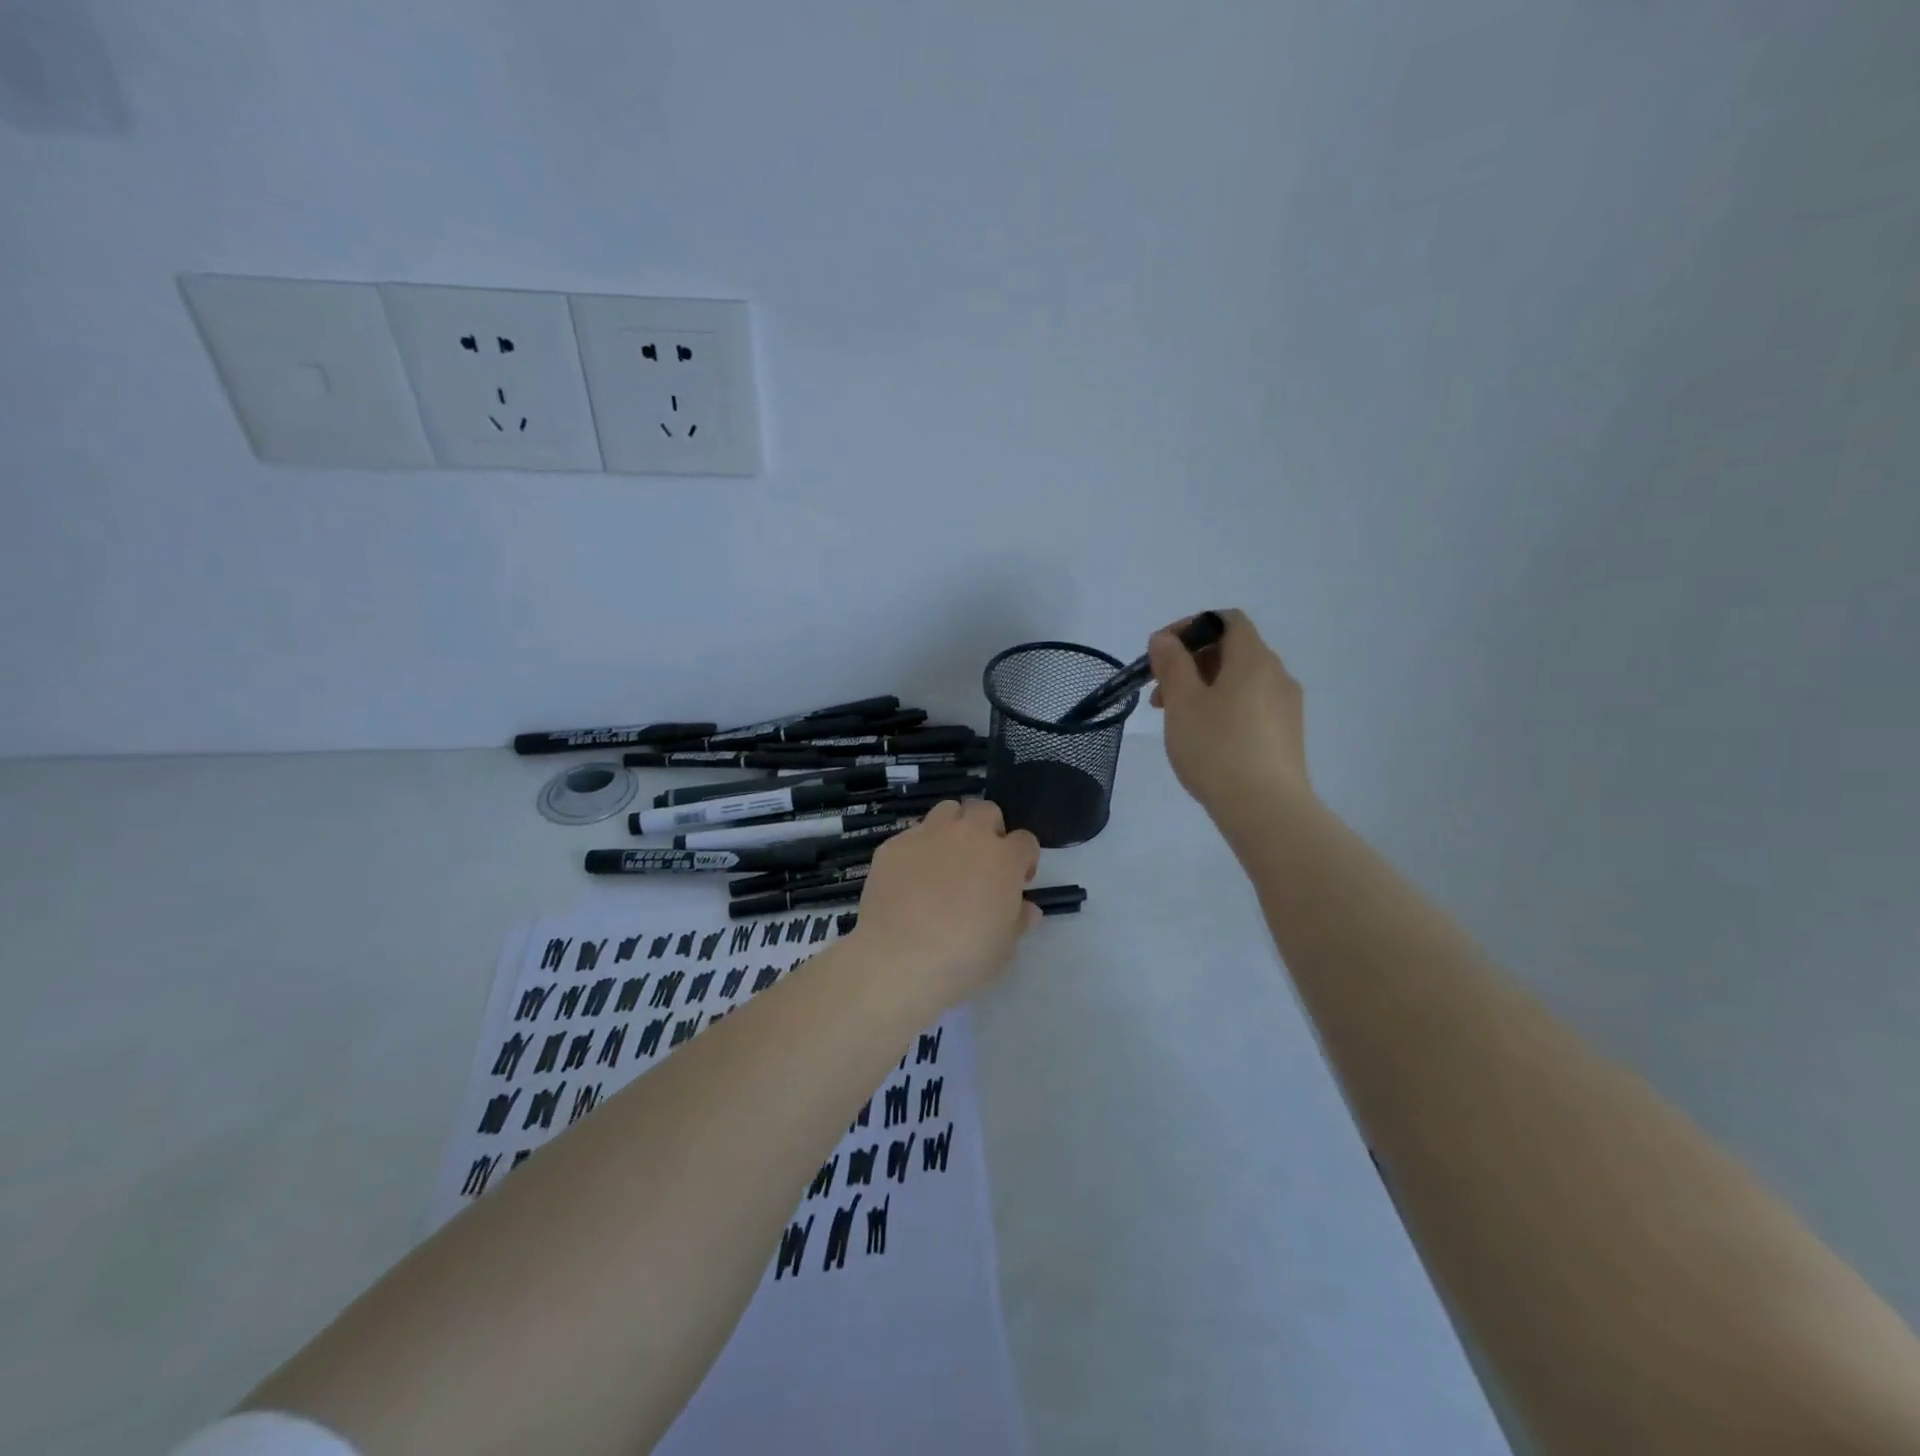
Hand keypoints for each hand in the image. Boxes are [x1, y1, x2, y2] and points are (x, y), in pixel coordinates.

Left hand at [850, 799, 1040, 1011]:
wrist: (900, 960)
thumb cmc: (963, 959)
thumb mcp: (1004, 949)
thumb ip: (1018, 921)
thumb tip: (1027, 909)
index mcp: (1003, 859)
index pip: (1025, 841)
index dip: (1024, 859)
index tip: (1017, 881)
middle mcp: (968, 836)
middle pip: (986, 811)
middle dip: (988, 830)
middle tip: (980, 863)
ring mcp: (928, 836)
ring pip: (947, 811)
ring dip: (953, 828)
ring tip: (945, 860)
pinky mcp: (894, 846)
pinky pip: (911, 836)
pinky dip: (917, 850)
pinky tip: (910, 879)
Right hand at [1149, 608, 1310, 823]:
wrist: (1266, 809)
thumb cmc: (1217, 748)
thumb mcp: (1183, 702)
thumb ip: (1171, 664)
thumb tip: (1165, 639)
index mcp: (1254, 659)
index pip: (1226, 620)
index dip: (1191, 627)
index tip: (1161, 652)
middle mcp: (1277, 675)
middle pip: (1232, 651)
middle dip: (1191, 663)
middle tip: (1159, 693)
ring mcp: (1286, 707)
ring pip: (1240, 681)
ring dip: (1204, 688)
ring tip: (1176, 720)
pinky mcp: (1286, 735)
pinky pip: (1250, 706)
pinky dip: (1223, 708)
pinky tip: (1204, 739)